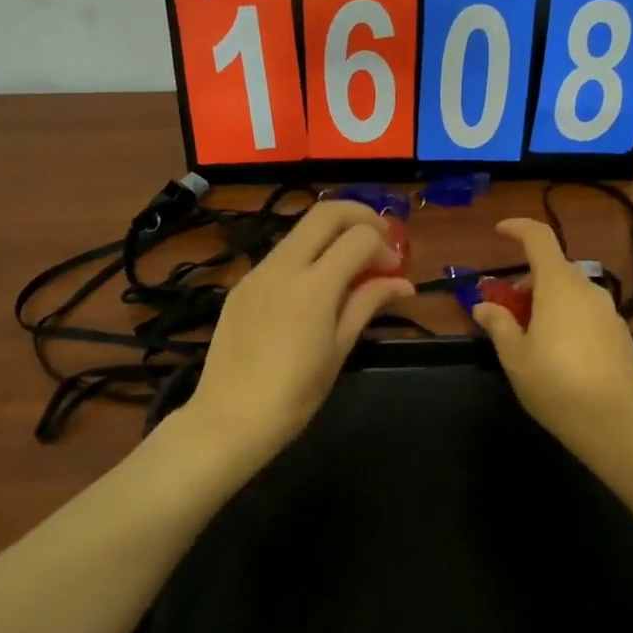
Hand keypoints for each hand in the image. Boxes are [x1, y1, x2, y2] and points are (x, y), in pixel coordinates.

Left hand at [185, 201, 414, 469]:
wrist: (229, 419)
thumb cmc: (294, 395)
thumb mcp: (339, 350)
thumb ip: (368, 304)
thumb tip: (403, 283)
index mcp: (313, 286)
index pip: (358, 237)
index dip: (384, 246)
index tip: (395, 269)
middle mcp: (282, 267)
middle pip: (326, 213)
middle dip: (360, 216)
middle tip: (381, 239)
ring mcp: (257, 273)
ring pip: (300, 231)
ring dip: (332, 234)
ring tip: (353, 264)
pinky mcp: (241, 286)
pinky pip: (280, 255)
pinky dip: (308, 255)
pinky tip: (318, 286)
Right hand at [471, 218, 632, 464]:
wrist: (615, 423)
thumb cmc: (555, 385)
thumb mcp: (515, 357)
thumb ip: (499, 325)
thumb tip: (483, 306)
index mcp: (559, 287)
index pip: (539, 238)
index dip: (518, 228)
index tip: (499, 231)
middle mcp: (588, 290)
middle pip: (555, 268)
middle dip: (527, 280)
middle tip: (507, 308)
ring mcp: (609, 311)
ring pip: (572, 292)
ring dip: (548, 300)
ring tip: (531, 334)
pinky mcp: (621, 333)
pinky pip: (588, 312)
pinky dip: (569, 317)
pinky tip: (560, 352)